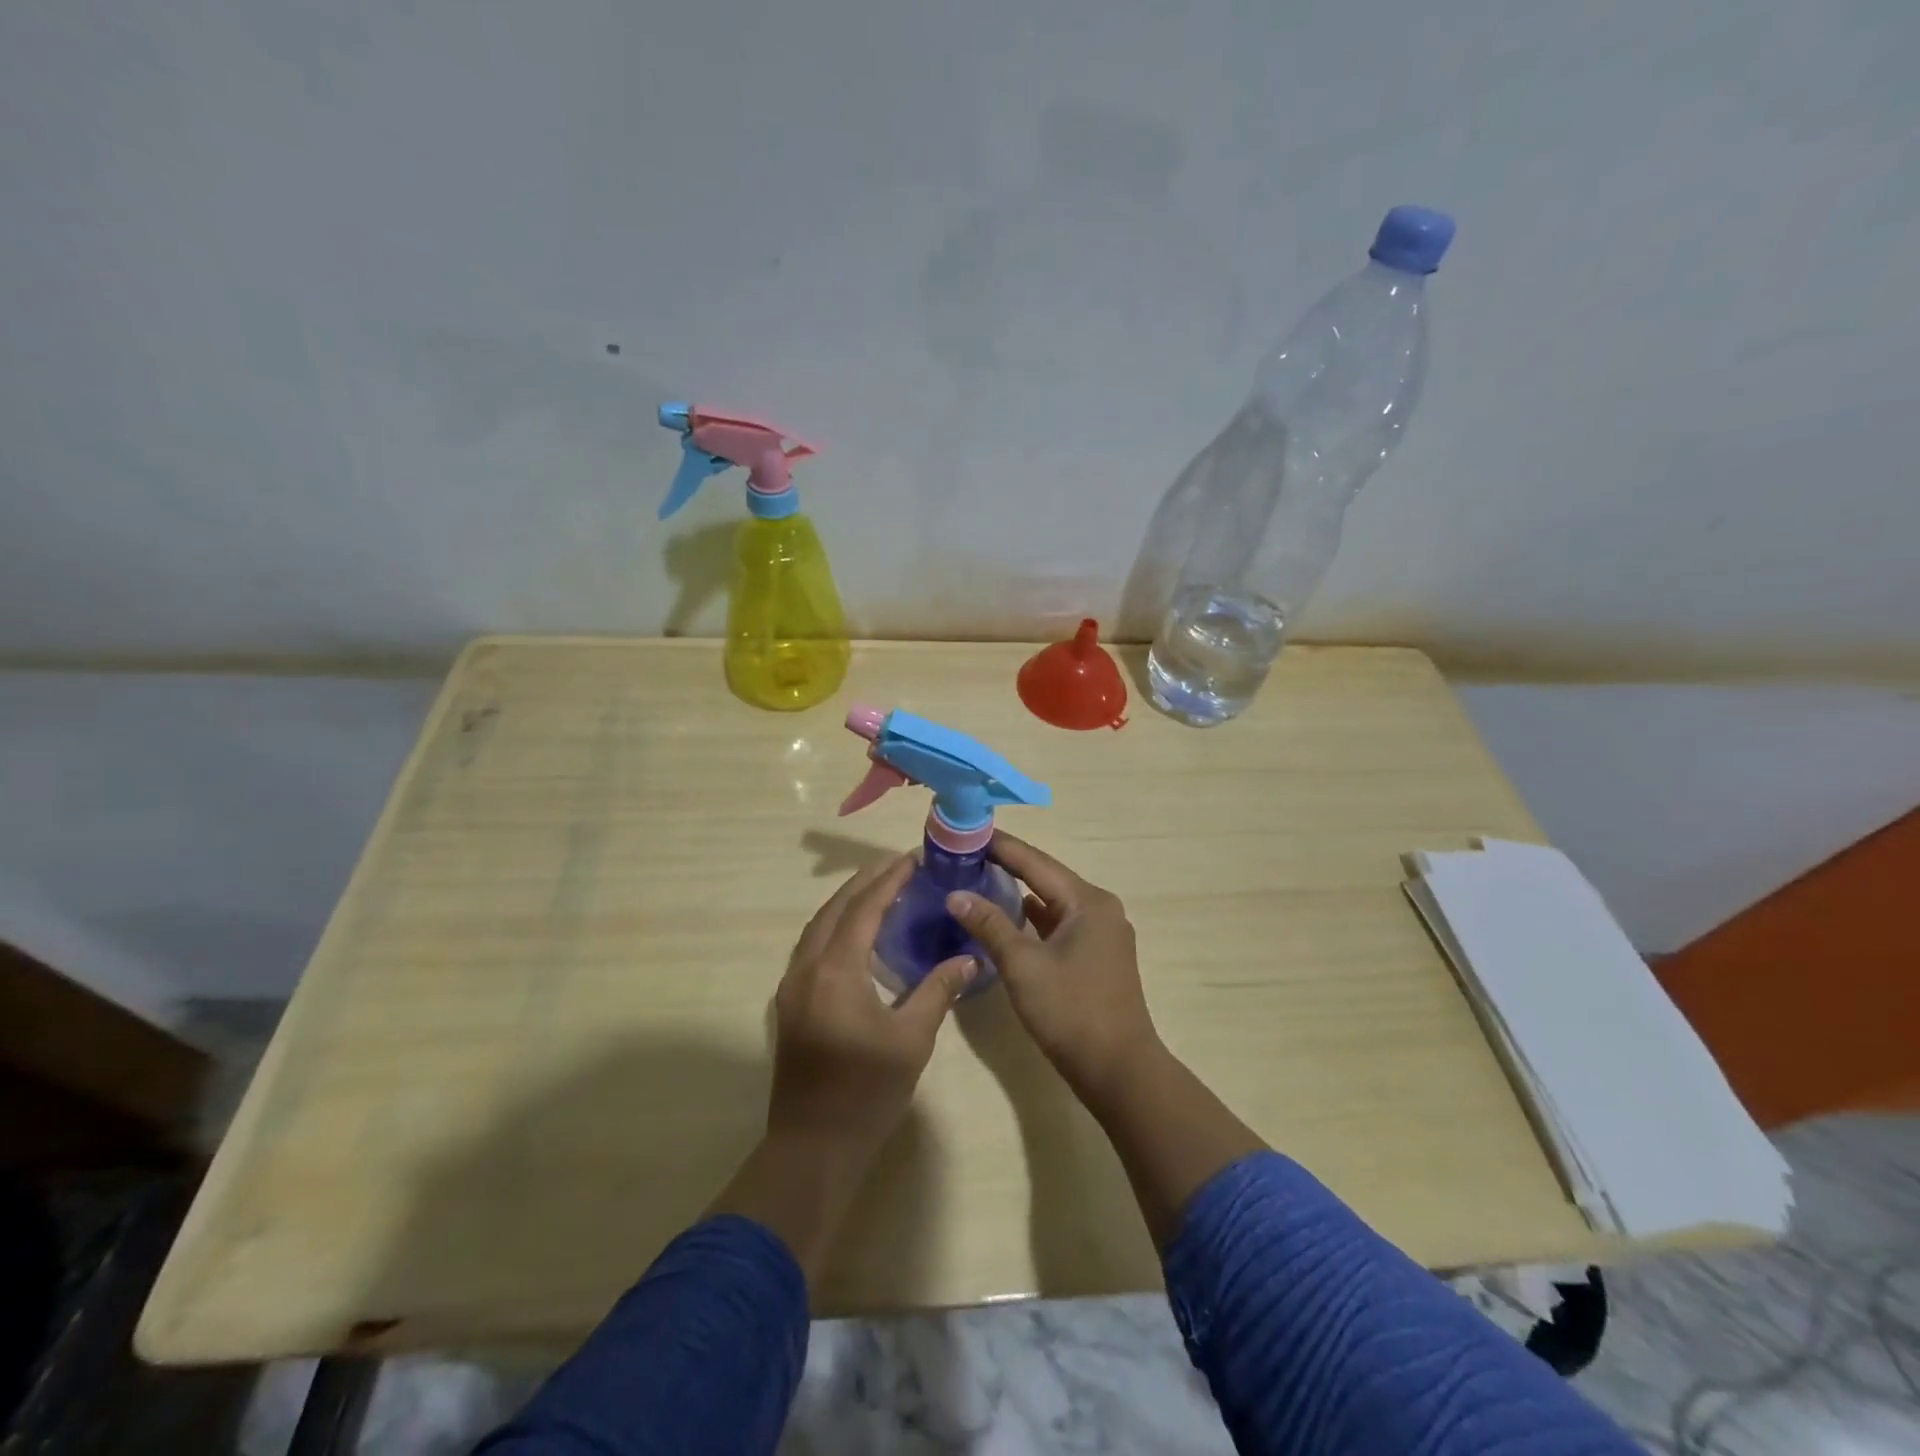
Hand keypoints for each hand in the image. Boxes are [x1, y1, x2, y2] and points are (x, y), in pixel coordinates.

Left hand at [768, 853, 976, 1155]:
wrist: (813, 1146)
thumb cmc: (867, 1092)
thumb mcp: (912, 1039)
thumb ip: (938, 990)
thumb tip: (969, 958)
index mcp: (836, 971)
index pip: (863, 910)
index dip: (888, 881)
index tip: (912, 860)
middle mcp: (806, 968)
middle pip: (835, 909)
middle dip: (865, 882)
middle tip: (898, 865)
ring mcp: (791, 986)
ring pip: (818, 926)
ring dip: (847, 902)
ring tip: (880, 888)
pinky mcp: (789, 1003)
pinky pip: (811, 946)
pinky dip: (834, 926)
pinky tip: (856, 932)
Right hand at [946, 832, 1161, 1104]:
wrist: (1119, 1071)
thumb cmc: (1071, 1011)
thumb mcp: (1023, 965)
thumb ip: (989, 925)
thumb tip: (955, 894)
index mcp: (1087, 901)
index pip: (1036, 862)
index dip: (1001, 846)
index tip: (968, 831)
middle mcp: (1099, 908)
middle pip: (1046, 877)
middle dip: (1007, 865)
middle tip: (968, 853)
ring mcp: (1101, 933)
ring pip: (1053, 902)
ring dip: (1019, 892)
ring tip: (980, 878)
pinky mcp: (1097, 956)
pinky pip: (1060, 924)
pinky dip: (1034, 919)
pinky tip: (1009, 917)